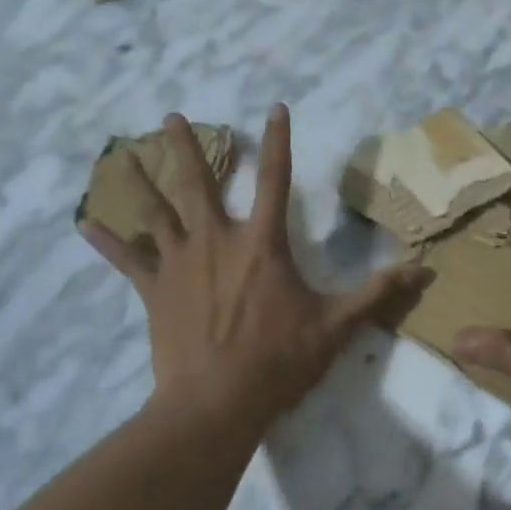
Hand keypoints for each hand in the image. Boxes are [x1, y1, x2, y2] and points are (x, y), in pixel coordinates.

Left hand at [83, 106, 423, 433]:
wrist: (217, 402)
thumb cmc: (279, 360)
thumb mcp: (336, 326)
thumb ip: (377, 294)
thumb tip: (424, 269)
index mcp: (262, 242)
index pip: (275, 179)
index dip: (278, 141)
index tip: (274, 108)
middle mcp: (217, 240)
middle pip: (199, 182)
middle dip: (187, 146)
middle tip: (173, 116)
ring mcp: (180, 263)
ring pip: (158, 211)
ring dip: (142, 180)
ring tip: (123, 154)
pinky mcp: (154, 290)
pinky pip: (127, 261)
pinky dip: (108, 243)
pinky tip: (86, 224)